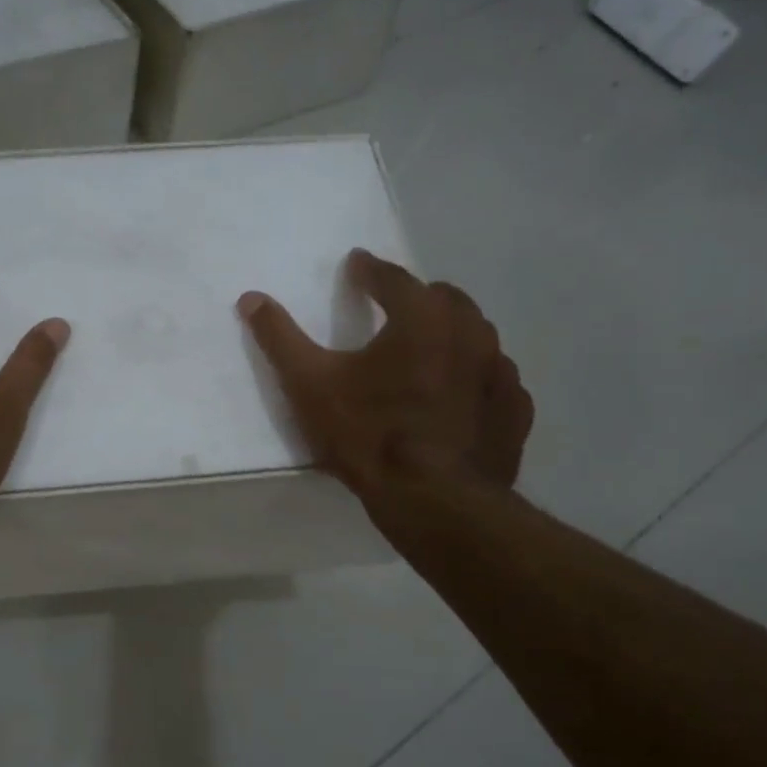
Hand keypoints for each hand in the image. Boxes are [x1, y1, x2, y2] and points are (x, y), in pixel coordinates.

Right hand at [238, 249, 532, 500]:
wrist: (434, 502)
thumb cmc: (368, 435)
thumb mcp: (311, 386)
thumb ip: (280, 338)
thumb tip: (251, 298)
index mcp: (422, 318)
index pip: (394, 278)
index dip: (370, 270)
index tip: (357, 265)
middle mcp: (471, 333)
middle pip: (445, 299)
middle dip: (418, 297)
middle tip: (394, 309)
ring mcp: (500, 372)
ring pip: (476, 336)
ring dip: (451, 334)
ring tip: (427, 352)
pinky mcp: (514, 410)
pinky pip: (495, 378)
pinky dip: (475, 376)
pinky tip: (459, 396)